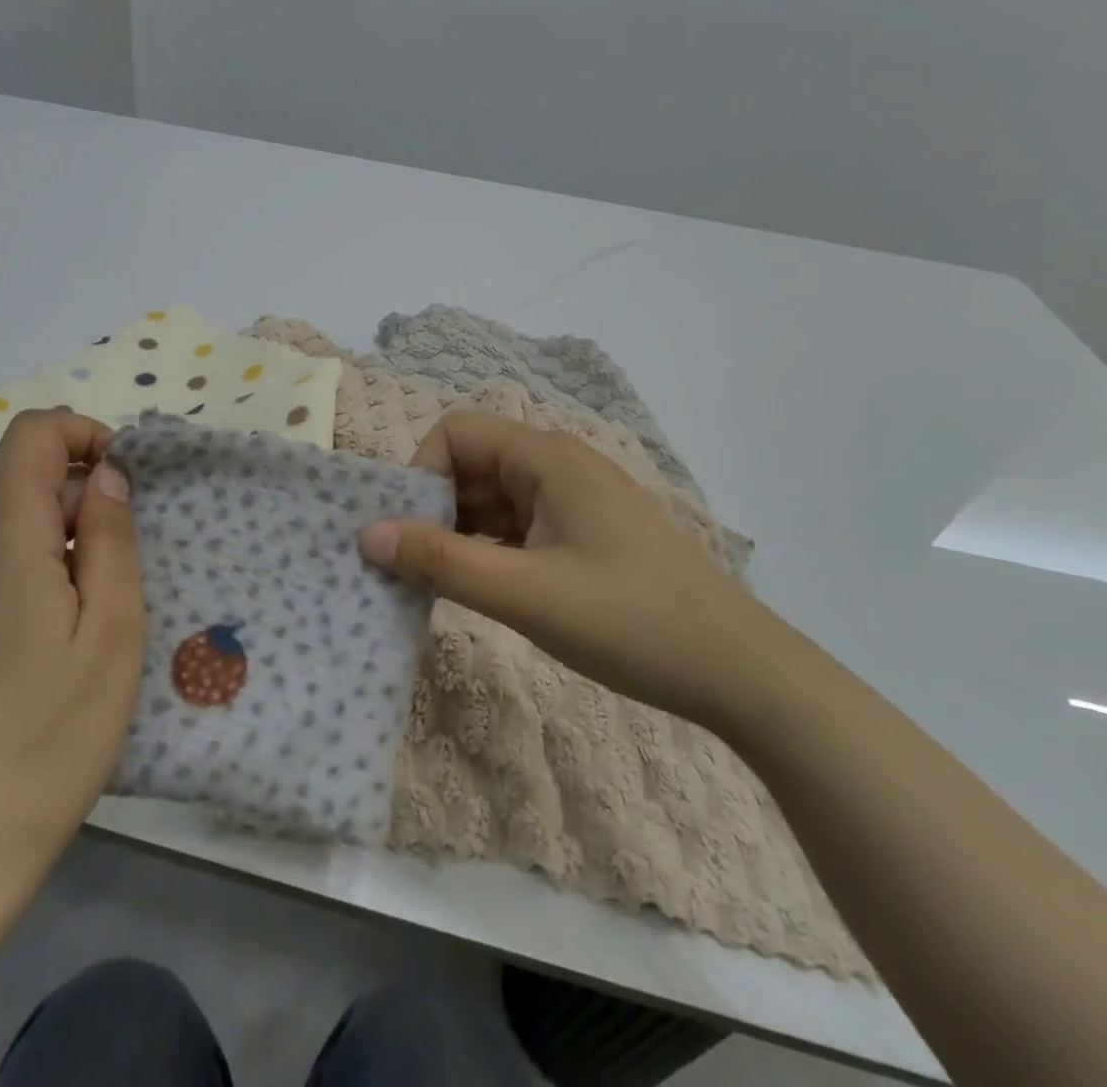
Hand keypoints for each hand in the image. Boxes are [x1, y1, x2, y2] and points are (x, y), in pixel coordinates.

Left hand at [0, 409, 144, 884]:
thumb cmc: (54, 733)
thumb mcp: (112, 629)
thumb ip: (108, 537)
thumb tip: (106, 473)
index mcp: (3, 543)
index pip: (31, 435)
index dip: (82, 434)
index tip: (124, 482)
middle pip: (24, 478)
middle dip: (82, 497)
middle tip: (123, 566)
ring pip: (12, 521)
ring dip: (63, 537)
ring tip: (95, 609)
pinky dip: (36, 567)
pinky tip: (56, 635)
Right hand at [358, 410, 783, 728]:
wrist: (739, 672)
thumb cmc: (631, 621)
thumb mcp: (526, 595)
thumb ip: (442, 562)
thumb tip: (366, 535)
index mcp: (547, 458)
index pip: (456, 433)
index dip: (419, 473)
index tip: (405, 532)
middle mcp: (557, 466)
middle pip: (470, 465)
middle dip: (432, 509)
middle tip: (408, 567)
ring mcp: (573, 502)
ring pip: (491, 500)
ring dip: (457, 534)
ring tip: (432, 585)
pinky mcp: (583, 535)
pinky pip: (516, 528)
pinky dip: (487, 551)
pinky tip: (476, 590)